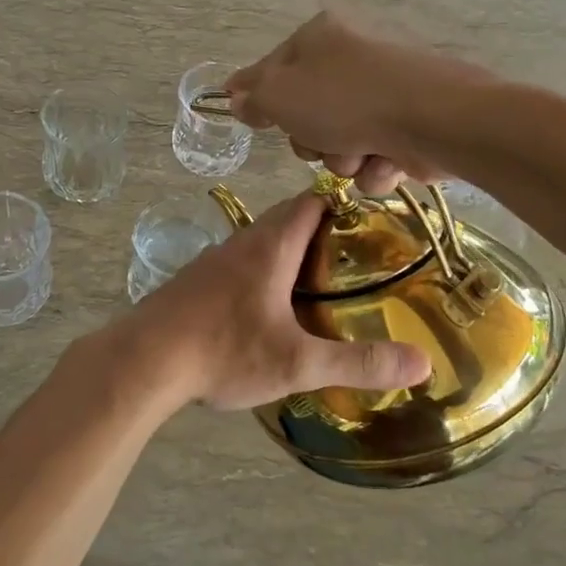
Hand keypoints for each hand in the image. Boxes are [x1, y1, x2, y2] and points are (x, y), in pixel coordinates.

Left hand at [107, 193, 428, 411]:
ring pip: (260, 243)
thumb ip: (359, 363)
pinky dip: (261, 273)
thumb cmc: (225, 350)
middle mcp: (241, 243)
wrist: (143, 360)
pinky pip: (238, 265)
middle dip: (321, 231)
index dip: (342, 204)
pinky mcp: (195, 283)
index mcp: (270, 246)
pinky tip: (268, 309)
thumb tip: (421, 364)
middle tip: (354, 260)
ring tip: (318, 285)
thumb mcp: (297, 362)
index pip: (311, 201)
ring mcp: (213, 261)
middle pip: (287, 219)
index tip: (371, 222)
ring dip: (289, 253)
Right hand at [225, 11, 483, 193]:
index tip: (252, 119)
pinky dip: (377, 165)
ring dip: (343, 158)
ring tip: (360, 154)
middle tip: (318, 141)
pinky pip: (376, 153)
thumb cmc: (344, 100)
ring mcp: (385, 90)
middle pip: (308, 111)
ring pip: (342, 140)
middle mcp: (353, 56)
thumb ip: (252, 96)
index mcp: (320, 36)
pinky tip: (386, 161)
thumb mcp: (280, 95)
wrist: (432, 119)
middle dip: (311, 140)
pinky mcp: (412, 123)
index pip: (273, 67)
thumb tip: (235, 97)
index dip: (260, 97)